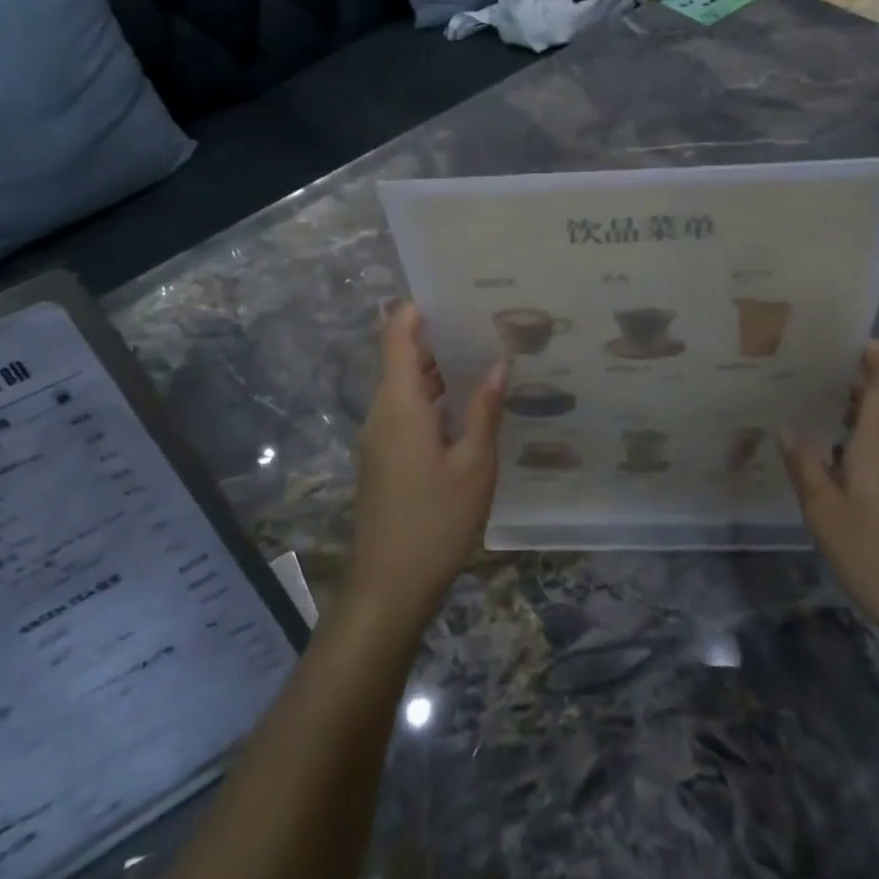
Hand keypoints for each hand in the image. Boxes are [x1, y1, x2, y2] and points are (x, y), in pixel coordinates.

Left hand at [349, 303, 506, 632]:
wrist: (389, 588)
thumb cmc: (435, 521)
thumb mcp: (474, 464)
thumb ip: (484, 410)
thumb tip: (498, 364)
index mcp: (399, 403)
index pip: (397, 336)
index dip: (415, 308)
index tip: (451, 291)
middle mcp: (382, 412)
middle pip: (402, 358)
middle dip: (438, 337)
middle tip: (485, 321)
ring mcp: (380, 437)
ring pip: (406, 387)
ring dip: (438, 370)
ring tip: (484, 354)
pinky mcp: (384, 459)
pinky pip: (407, 412)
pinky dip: (434, 398)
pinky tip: (468, 405)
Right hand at [782, 342, 878, 646]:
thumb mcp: (826, 514)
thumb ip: (806, 468)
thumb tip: (788, 430)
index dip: (873, 354)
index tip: (843, 338)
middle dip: (855, 384)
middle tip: (809, 376)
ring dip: (861, 417)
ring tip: (817, 416)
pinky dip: (871, 445)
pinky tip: (842, 466)